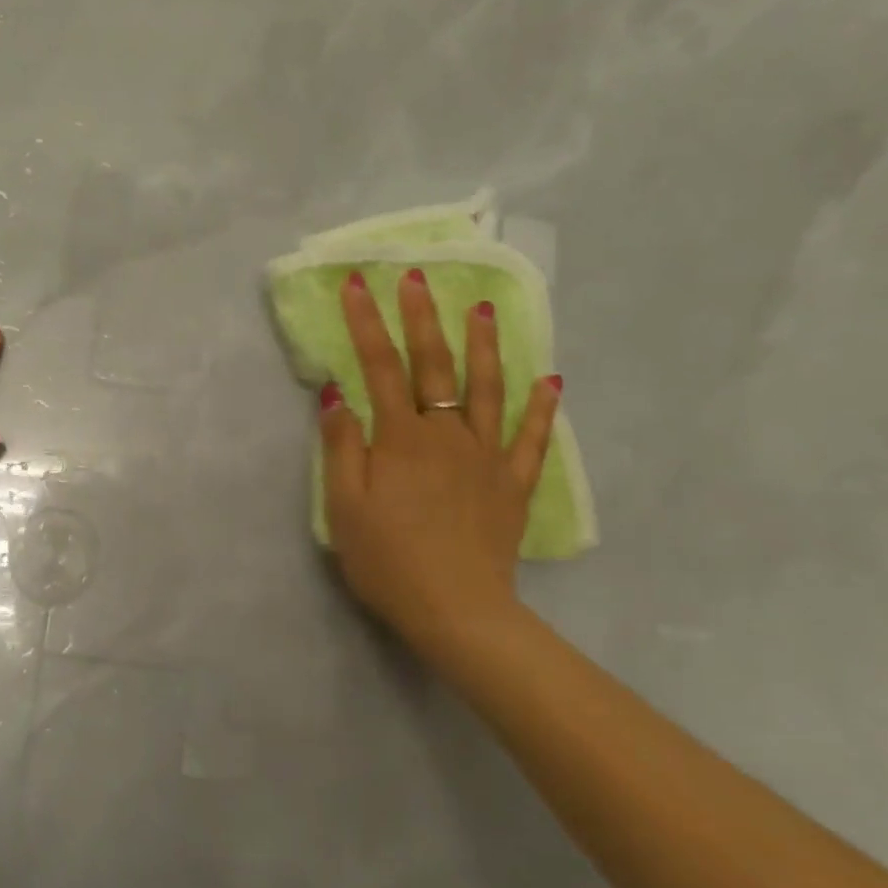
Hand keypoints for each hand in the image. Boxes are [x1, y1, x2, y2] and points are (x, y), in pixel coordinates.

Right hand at [320, 269, 559, 658]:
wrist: (457, 611)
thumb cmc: (388, 561)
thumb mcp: (344, 507)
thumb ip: (341, 445)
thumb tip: (337, 391)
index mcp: (401, 438)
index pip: (380, 366)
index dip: (366, 322)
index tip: (357, 283)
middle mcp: (447, 434)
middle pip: (434, 365)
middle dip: (421, 316)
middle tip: (417, 276)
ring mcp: (486, 457)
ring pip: (487, 389)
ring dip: (483, 346)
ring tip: (482, 309)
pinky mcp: (512, 485)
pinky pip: (530, 440)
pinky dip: (540, 410)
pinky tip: (550, 383)